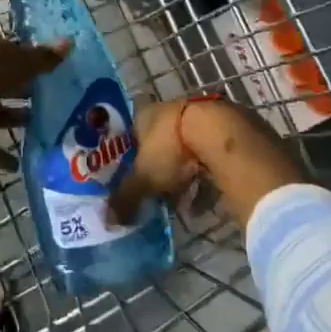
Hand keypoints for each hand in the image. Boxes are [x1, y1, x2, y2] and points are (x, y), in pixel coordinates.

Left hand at [0, 35, 68, 216]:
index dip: (25, 58)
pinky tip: (17, 164)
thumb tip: (68, 43)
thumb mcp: (16, 63)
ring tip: (36, 126)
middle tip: (46, 97)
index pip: (5, 50)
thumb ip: (41, 58)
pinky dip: (0, 154)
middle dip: (19, 89)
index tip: (45, 70)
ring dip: (12, 118)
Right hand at [110, 97, 305, 229]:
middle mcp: (170, 110)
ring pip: (185, 148)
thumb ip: (126, 198)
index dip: (129, 157)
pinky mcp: (224, 127)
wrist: (222, 135)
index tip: (130, 179)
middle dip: (158, 168)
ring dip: (183, 172)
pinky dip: (205, 173)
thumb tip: (107, 221)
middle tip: (156, 192)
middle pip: (158, 141)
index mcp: (145, 115)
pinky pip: (207, 154)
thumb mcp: (145, 178)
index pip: (130, 134)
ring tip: (182, 200)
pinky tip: (206, 196)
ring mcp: (199, 116)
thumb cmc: (173, 149)